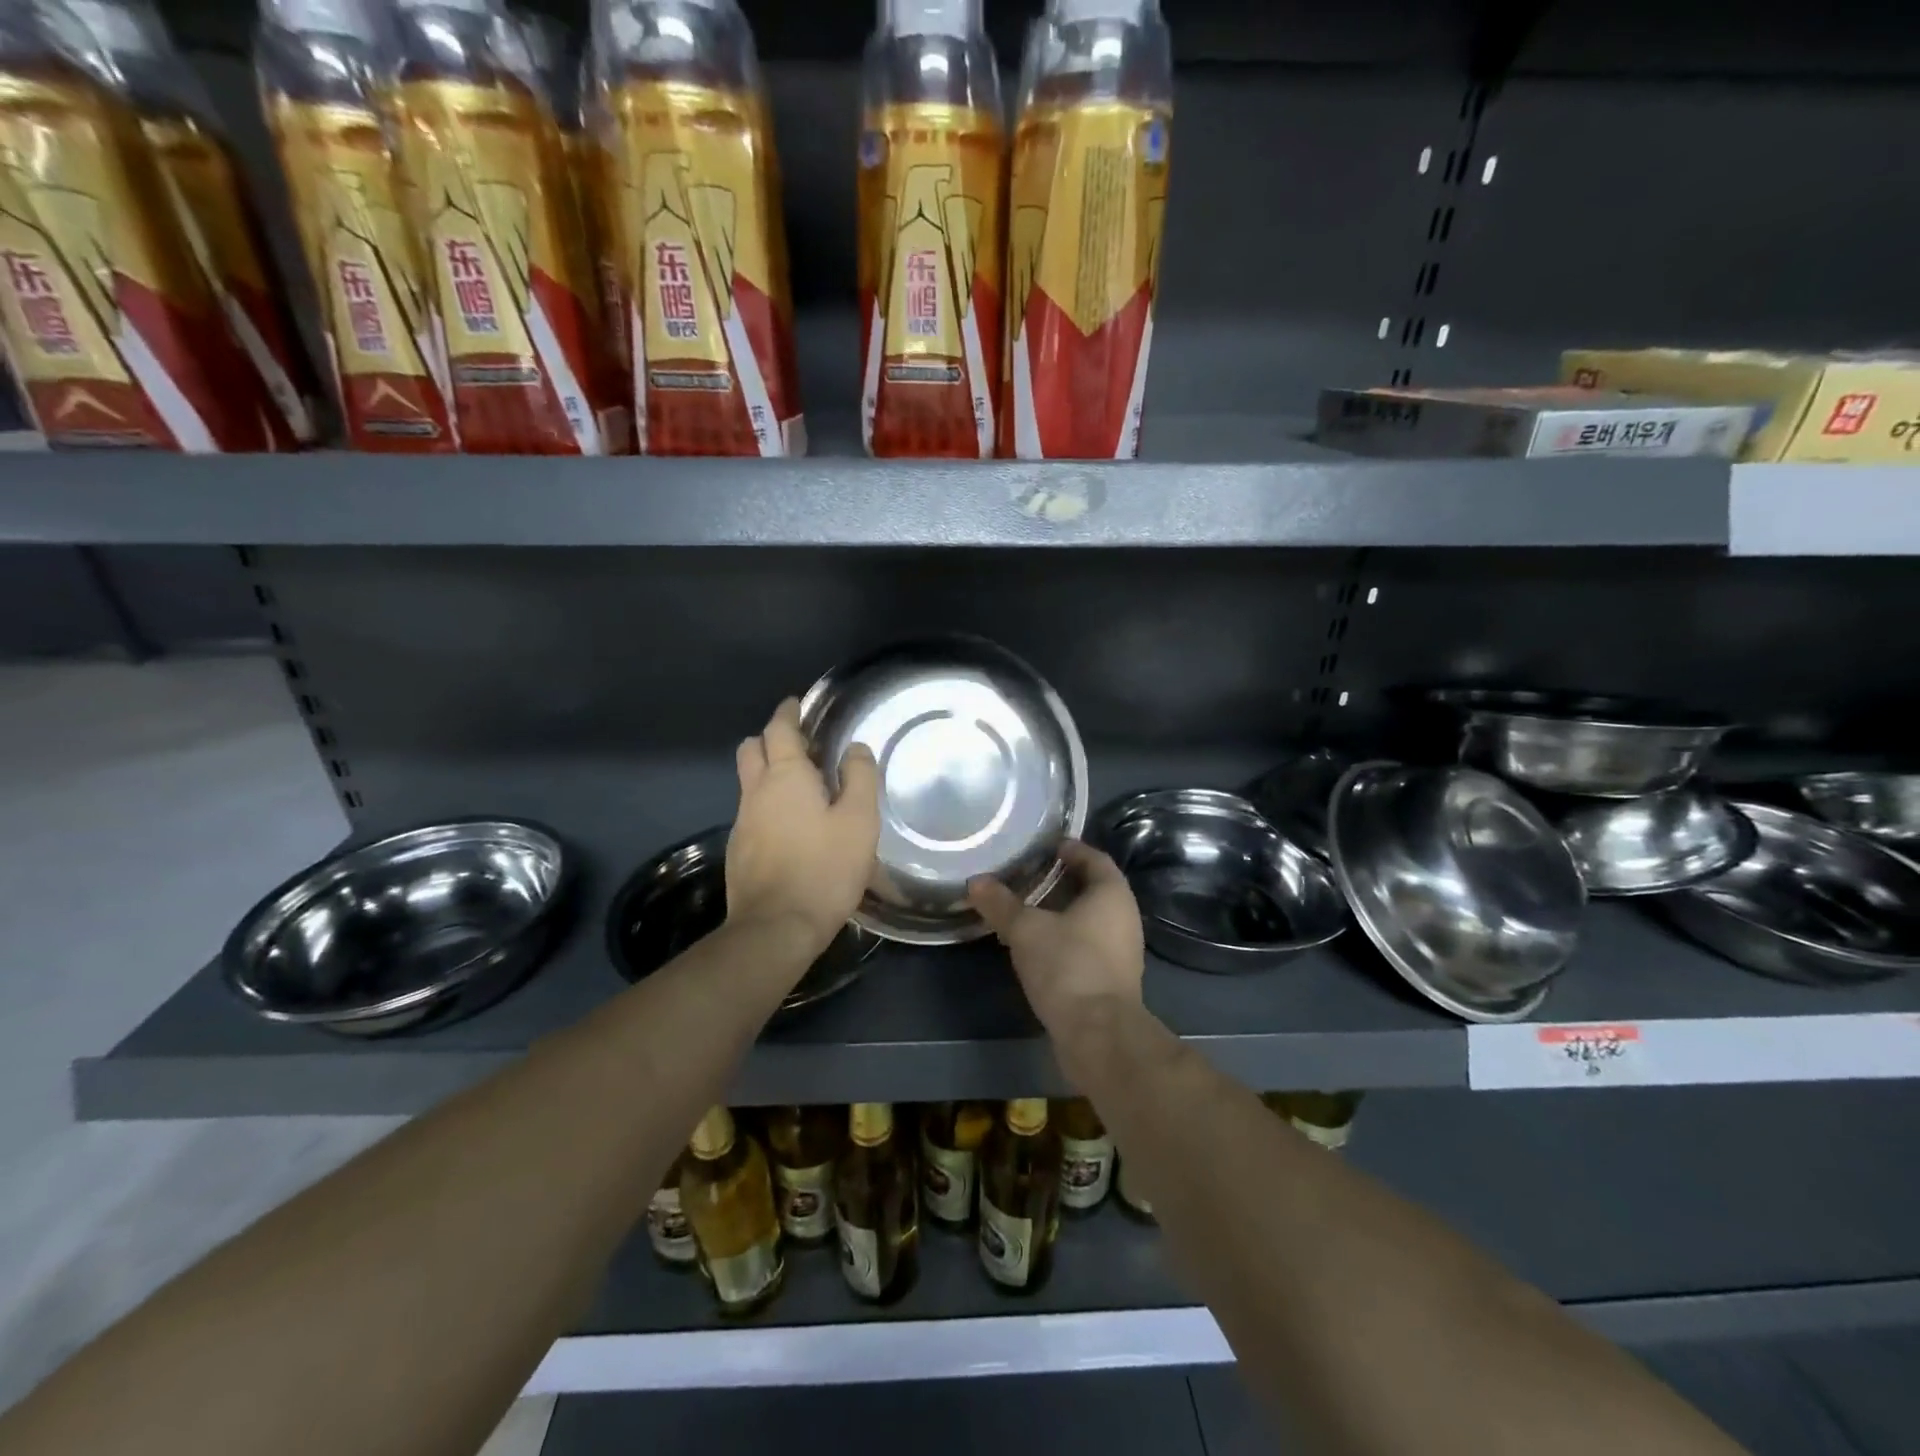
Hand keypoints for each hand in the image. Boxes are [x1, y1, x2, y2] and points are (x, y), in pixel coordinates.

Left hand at [728, 698, 880, 956]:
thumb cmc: (825, 869)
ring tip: (800, 786)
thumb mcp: (859, 821)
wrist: (776, 927)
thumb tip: (855, 748)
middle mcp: (756, 792)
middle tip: (798, 744)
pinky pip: (751, 812)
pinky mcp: (738, 851)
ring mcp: (742, 822)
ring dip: (768, 773)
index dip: (788, 713)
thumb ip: (859, 778)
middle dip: (770, 738)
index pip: (779, 729)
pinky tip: (790, 827)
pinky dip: (767, 804)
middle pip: (752, 749)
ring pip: (749, 782)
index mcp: (786, 777)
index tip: (796, 705)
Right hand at [968, 840, 1144, 1042]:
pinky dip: (1064, 938)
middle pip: (1093, 888)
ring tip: (1025, 908)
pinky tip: (1036, 945)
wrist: (1099, 1035)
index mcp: (1112, 894)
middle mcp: (1124, 917)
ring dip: (1061, 912)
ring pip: (1089, 919)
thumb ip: (1001, 903)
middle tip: (1027, 875)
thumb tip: (976, 881)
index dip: (1070, 849)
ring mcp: (1121, 951)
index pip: (1094, 857)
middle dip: (1061, 880)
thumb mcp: (1026, 929)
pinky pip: (1086, 945)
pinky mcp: (1112, 979)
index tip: (1044, 846)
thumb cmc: (1068, 966)